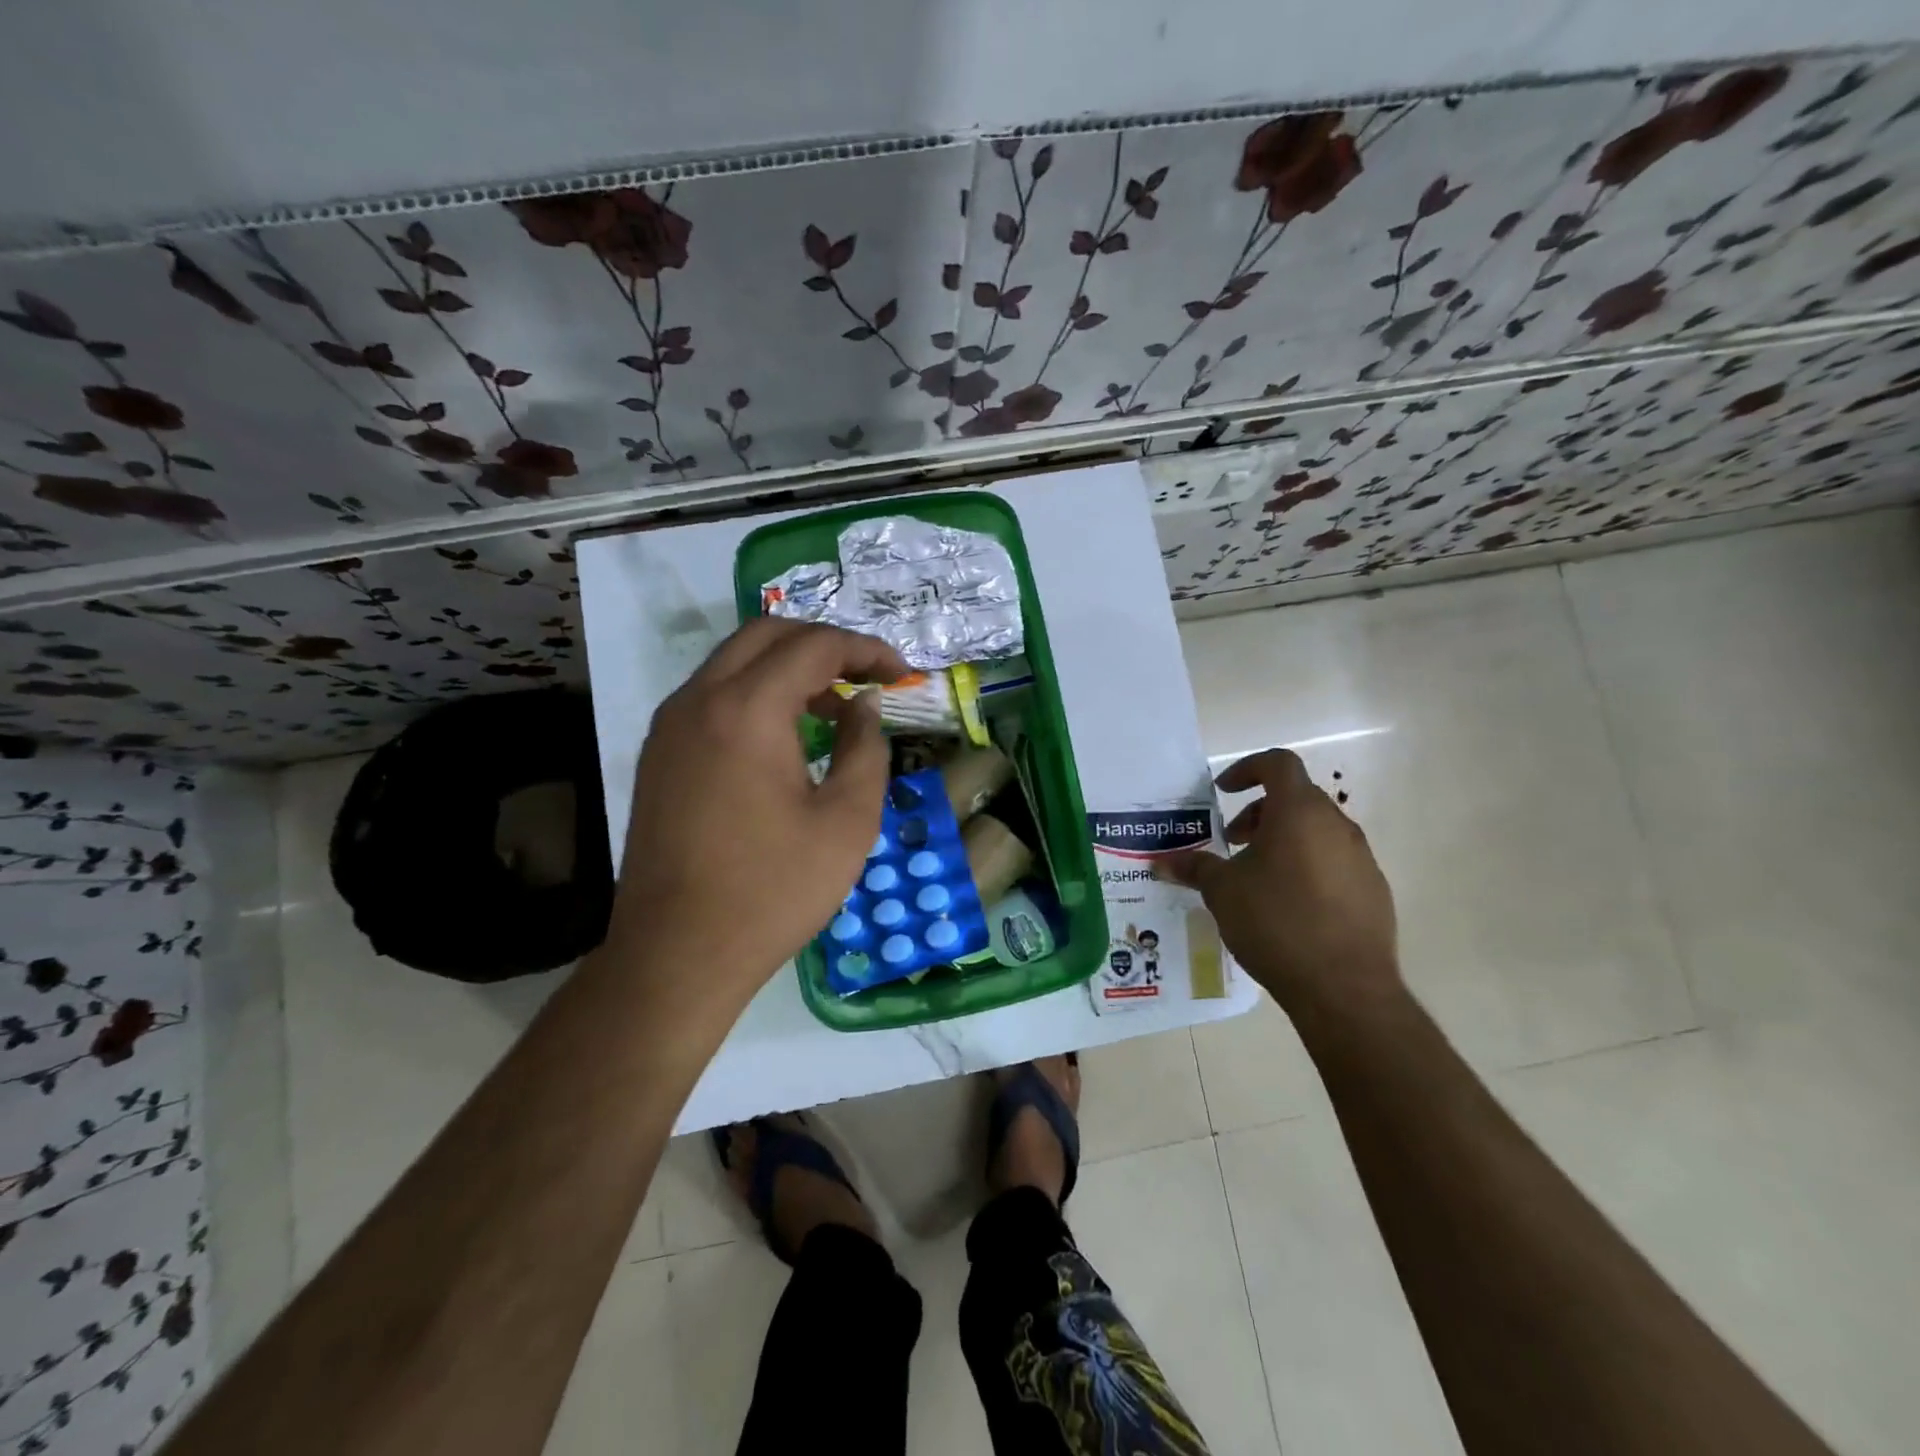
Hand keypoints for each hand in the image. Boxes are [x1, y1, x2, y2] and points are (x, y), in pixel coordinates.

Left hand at [610, 618, 906, 1013]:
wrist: (678, 954)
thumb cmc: (773, 890)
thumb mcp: (847, 821)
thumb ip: (866, 748)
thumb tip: (865, 704)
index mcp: (747, 709)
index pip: (814, 646)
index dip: (866, 650)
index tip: (903, 675)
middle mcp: (699, 700)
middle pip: (767, 635)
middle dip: (825, 644)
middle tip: (867, 677)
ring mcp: (670, 726)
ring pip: (734, 662)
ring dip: (788, 667)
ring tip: (834, 708)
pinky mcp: (659, 754)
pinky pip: (712, 695)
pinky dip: (756, 693)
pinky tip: (785, 737)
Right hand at [1158, 749, 1399, 1016]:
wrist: (1345, 987)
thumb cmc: (1276, 922)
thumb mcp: (1223, 892)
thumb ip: (1194, 868)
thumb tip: (1161, 862)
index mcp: (1299, 813)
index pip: (1278, 763)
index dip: (1247, 769)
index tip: (1223, 791)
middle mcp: (1336, 825)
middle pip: (1296, 798)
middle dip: (1259, 812)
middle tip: (1234, 842)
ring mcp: (1361, 858)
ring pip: (1316, 830)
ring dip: (1283, 839)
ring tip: (1257, 877)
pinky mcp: (1373, 890)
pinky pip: (1334, 861)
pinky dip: (1307, 866)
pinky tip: (1289, 905)